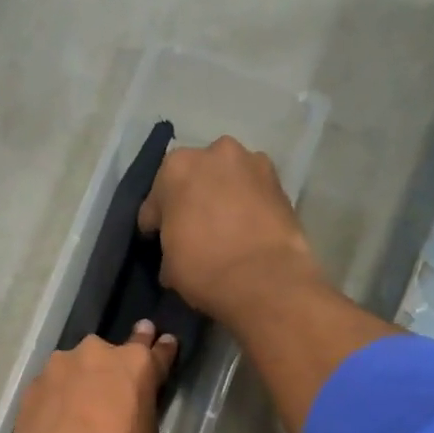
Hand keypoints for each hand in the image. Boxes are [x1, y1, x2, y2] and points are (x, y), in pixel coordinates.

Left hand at [7, 321, 175, 432]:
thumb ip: (141, 421)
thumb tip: (128, 423)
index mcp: (136, 366)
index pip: (155, 351)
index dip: (161, 351)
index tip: (162, 342)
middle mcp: (96, 356)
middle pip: (110, 355)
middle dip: (114, 367)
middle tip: (114, 388)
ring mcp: (58, 369)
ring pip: (75, 369)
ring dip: (80, 383)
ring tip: (79, 412)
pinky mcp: (30, 389)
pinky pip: (51, 389)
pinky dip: (56, 401)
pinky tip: (56, 423)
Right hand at [137, 135, 324, 325]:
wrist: (265, 280)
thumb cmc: (204, 269)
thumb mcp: (169, 266)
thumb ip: (168, 247)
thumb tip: (174, 255)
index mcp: (175, 168)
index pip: (155, 201)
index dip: (154, 225)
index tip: (157, 241)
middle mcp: (214, 152)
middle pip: (194, 179)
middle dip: (190, 201)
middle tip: (192, 232)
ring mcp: (252, 162)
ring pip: (226, 180)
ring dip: (221, 197)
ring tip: (224, 229)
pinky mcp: (280, 182)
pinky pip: (252, 192)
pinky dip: (246, 205)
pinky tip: (246, 229)